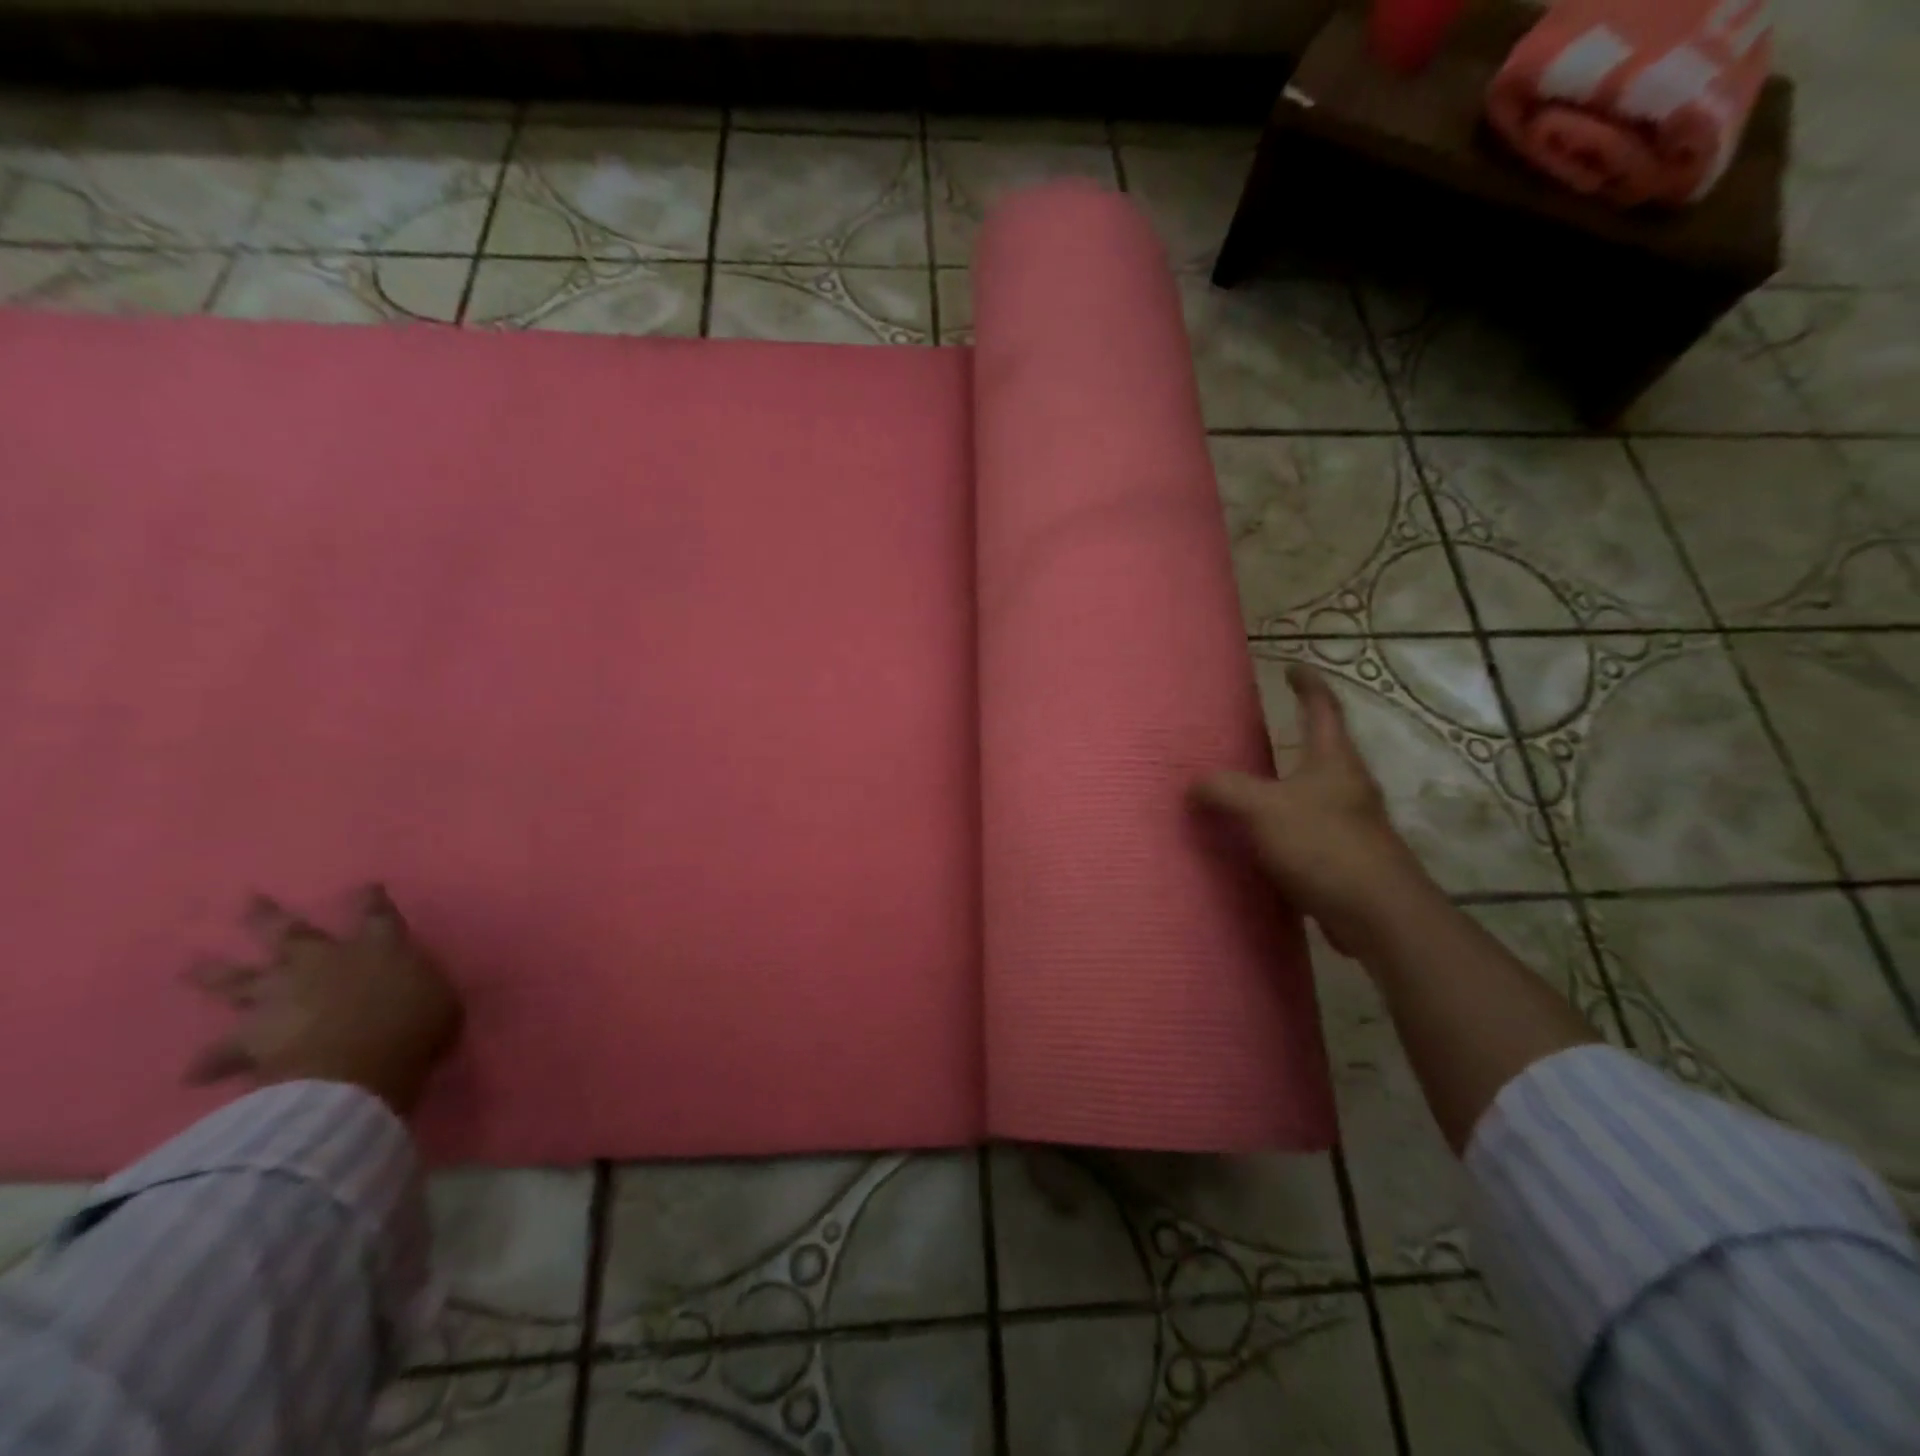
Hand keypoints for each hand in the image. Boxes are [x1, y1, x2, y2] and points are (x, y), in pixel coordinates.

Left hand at [186, 886, 464, 1116]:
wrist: (354, 1069)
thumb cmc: (413, 1027)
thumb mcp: (440, 1002)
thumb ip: (424, 988)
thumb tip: (418, 987)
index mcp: (378, 948)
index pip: (377, 915)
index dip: (372, 900)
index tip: (367, 886)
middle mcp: (324, 961)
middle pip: (292, 932)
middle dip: (269, 916)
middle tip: (249, 900)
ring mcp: (281, 996)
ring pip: (240, 979)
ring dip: (214, 973)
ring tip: (191, 966)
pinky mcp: (251, 1037)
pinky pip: (224, 1051)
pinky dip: (212, 1061)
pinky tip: (194, 1073)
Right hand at [1193, 664, 1426, 954]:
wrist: (1378, 914)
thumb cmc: (1323, 845)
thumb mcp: (1263, 809)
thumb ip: (1225, 790)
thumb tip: (1192, 783)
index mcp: (1334, 760)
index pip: (1322, 708)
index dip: (1308, 684)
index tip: (1291, 668)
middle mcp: (1348, 785)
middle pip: (1323, 749)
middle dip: (1295, 735)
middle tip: (1257, 731)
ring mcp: (1351, 822)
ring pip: (1314, 791)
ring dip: (1286, 783)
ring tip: (1250, 784)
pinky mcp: (1346, 857)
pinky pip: (1308, 828)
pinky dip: (1284, 824)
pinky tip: (1260, 838)